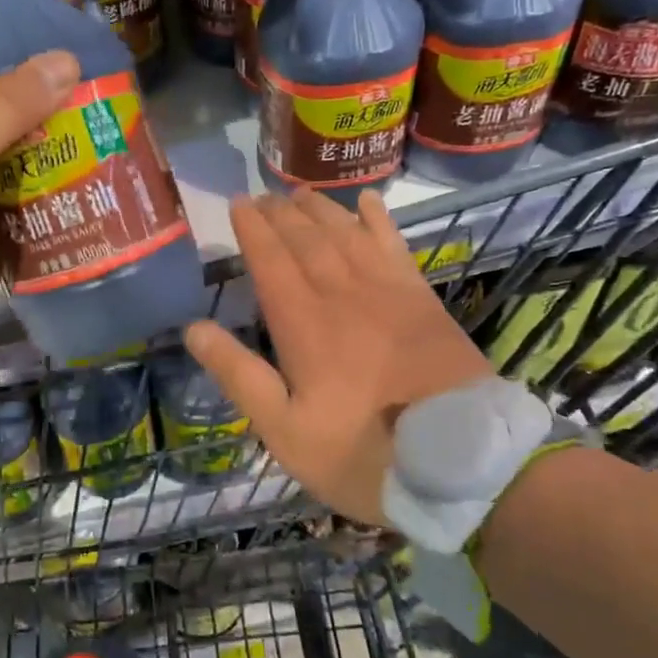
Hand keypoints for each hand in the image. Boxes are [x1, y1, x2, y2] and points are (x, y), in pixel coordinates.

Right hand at [184, 188, 492, 525]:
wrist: (464, 465)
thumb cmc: (362, 453)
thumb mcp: (285, 431)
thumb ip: (239, 376)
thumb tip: (194, 329)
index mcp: (304, 324)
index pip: (271, 261)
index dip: (252, 229)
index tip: (238, 202)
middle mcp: (343, 294)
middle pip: (306, 239)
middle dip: (280, 214)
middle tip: (262, 194)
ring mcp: (388, 292)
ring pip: (346, 234)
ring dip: (320, 209)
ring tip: (300, 192)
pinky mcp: (423, 300)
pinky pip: (394, 246)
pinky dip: (379, 220)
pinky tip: (368, 201)